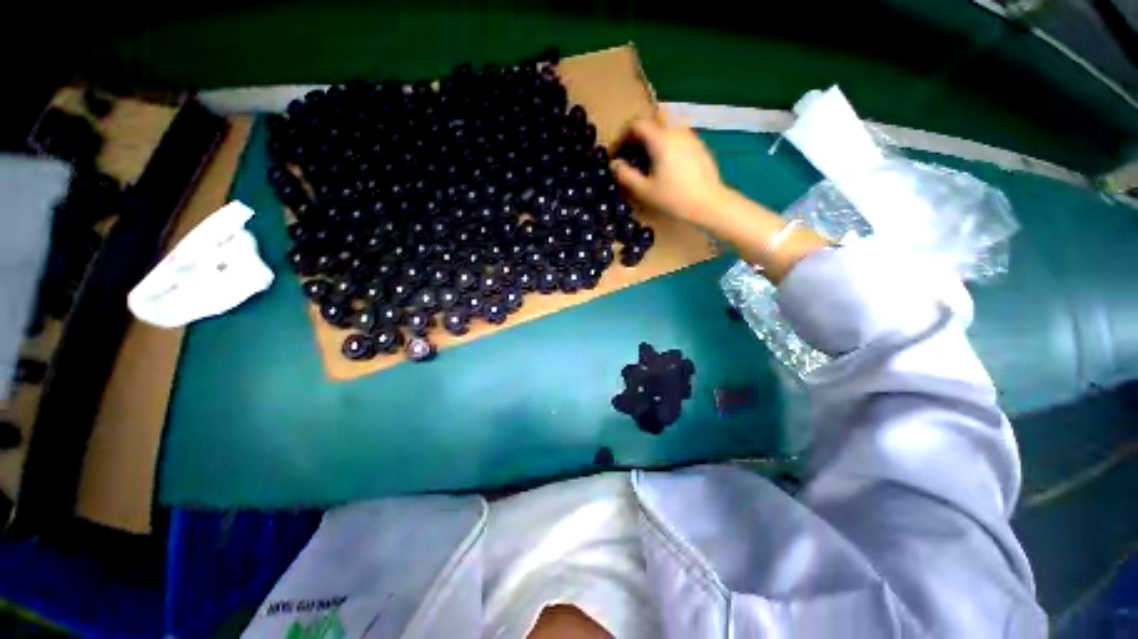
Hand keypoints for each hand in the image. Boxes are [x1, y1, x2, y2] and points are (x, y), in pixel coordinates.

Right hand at [610, 113, 730, 225]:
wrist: (709, 204)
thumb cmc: (674, 198)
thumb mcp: (645, 190)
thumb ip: (626, 175)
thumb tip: (614, 164)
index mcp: (661, 139)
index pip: (637, 124)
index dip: (623, 137)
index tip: (618, 154)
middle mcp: (676, 131)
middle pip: (653, 120)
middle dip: (640, 133)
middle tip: (633, 153)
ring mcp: (690, 137)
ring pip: (667, 127)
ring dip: (654, 138)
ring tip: (648, 161)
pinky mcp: (699, 146)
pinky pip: (678, 136)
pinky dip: (667, 143)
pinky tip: (666, 165)